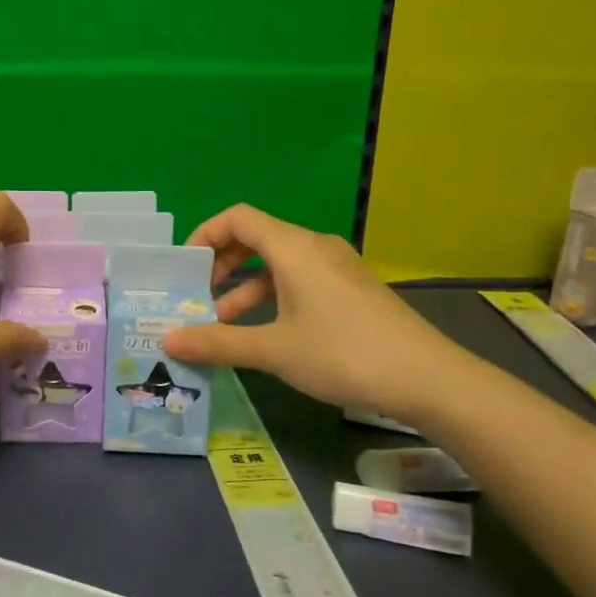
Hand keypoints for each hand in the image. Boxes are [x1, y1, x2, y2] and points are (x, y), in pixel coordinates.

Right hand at [161, 203, 480, 422]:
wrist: (427, 378)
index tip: (185, 268)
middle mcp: (315, 246)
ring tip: (224, 325)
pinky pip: (301, 279)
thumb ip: (218, 342)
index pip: (238, 218)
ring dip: (247, 288)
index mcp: (293, 247)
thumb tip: (168, 339)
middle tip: (198, 296)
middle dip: (222, 265)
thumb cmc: (342, 353)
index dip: (205, 234)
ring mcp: (337, 267)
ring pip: (279, 264)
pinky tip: (267, 333)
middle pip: (257, 238)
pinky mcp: (352, 289)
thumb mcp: (274, 350)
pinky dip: (274, 297)